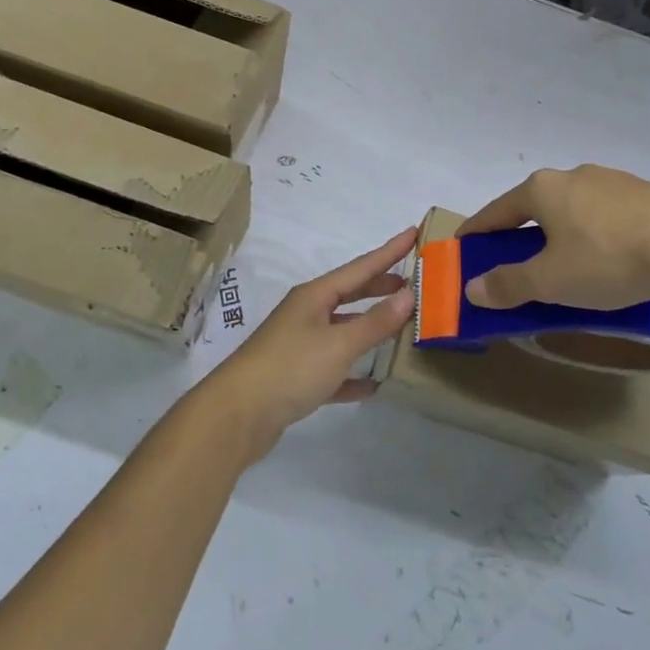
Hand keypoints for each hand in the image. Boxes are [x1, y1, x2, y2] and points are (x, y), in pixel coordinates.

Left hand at [200, 228, 417, 459]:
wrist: (236, 417)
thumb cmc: (290, 368)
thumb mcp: (339, 344)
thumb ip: (375, 322)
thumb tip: (409, 294)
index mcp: (315, 296)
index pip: (361, 267)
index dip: (389, 251)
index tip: (413, 233)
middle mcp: (307, 314)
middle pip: (351, 294)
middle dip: (381, 287)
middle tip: (412, 281)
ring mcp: (299, 346)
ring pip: (343, 330)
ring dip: (370, 328)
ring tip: (400, 327)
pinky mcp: (296, 378)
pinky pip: (333, 370)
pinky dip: (353, 373)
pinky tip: (373, 384)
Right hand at [459, 166, 649, 311]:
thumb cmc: (605, 260)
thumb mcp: (550, 281)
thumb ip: (508, 284)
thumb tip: (471, 287)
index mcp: (542, 190)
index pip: (497, 211)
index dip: (478, 230)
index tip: (464, 245)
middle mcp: (572, 175)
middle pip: (535, 207)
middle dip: (521, 234)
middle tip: (515, 263)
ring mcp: (611, 181)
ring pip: (572, 209)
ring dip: (560, 233)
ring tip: (565, 265)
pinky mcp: (642, 193)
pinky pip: (604, 215)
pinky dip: (593, 234)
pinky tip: (607, 259)